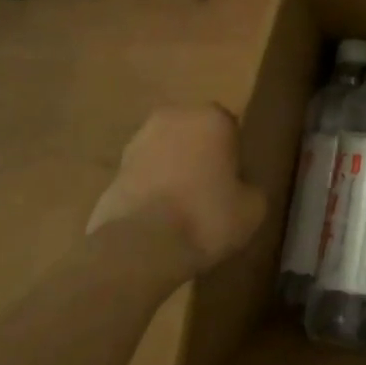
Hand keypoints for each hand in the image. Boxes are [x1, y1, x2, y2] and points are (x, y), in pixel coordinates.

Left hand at [88, 105, 265, 271]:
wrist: (141, 247)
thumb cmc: (206, 217)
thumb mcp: (253, 209)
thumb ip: (249, 188)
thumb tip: (240, 189)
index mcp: (212, 117)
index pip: (230, 129)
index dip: (234, 156)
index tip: (235, 182)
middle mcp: (173, 117)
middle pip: (194, 134)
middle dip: (200, 156)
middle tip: (210, 191)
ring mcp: (137, 142)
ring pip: (166, 152)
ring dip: (173, 170)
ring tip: (182, 208)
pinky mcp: (113, 170)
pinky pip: (144, 176)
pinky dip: (151, 189)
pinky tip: (158, 218)